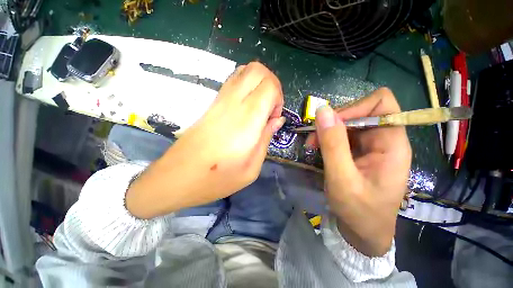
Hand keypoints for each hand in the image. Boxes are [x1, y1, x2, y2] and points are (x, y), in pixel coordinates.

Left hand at [126, 62, 284, 218]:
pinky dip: (247, 86)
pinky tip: (247, 107)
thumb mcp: (251, 168)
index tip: (274, 118)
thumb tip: (277, 119)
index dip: (279, 98)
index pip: (269, 86)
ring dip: (259, 84)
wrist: (176, 178)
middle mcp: (233, 103)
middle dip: (272, 84)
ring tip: (260, 107)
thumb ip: (266, 139)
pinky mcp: (211, 103)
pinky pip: (234, 81)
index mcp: (247, 121)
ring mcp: (219, 100)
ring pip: (245, 70)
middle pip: (258, 70)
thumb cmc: (216, 180)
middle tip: (270, 108)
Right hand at [307, 88, 410, 256]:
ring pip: (348, 123)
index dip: (354, 108)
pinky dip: (327, 138)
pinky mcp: (360, 151)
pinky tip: (318, 149)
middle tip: (313, 140)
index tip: (330, 124)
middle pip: (360, 112)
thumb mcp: (342, 178)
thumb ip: (333, 144)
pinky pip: (342, 134)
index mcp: (392, 144)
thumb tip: (322, 110)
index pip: (381, 104)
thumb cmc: (358, 210)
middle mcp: (385, 139)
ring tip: (312, 146)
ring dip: (327, 131)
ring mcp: (372, 145)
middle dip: (333, 122)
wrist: (364, 231)